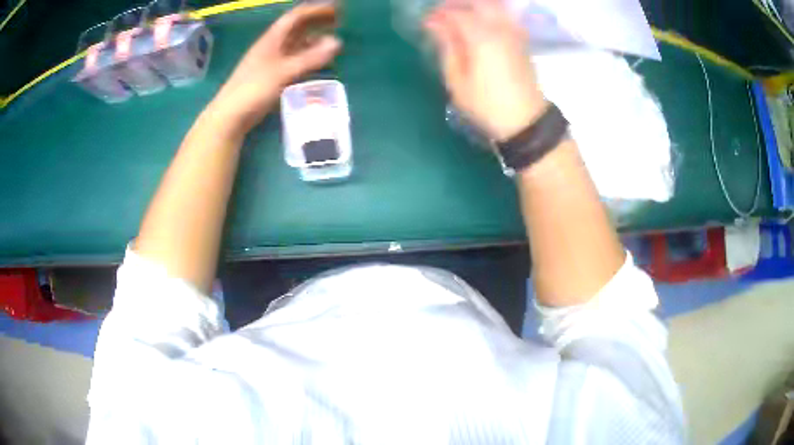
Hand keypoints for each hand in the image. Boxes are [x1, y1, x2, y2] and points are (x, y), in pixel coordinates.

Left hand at [210, 4, 340, 132]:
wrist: (230, 116)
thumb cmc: (253, 90)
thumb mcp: (283, 72)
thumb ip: (310, 58)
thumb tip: (337, 42)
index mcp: (272, 39)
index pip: (296, 17)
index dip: (316, 10)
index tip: (336, 8)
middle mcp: (273, 46)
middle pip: (297, 27)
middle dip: (317, 21)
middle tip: (339, 20)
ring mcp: (272, 61)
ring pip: (296, 43)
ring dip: (314, 38)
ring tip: (332, 38)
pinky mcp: (272, 76)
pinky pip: (294, 59)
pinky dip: (308, 56)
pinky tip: (317, 60)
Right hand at [424, 0, 544, 140]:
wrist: (526, 121)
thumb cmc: (487, 105)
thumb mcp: (458, 81)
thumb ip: (447, 47)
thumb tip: (435, 24)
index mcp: (481, 37)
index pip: (456, 13)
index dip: (438, 14)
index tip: (426, 22)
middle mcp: (500, 28)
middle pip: (478, 3)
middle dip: (457, 4)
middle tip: (442, 14)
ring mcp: (514, 33)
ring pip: (494, 6)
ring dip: (474, 6)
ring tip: (459, 17)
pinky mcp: (522, 40)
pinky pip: (504, 15)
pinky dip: (490, 12)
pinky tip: (480, 22)